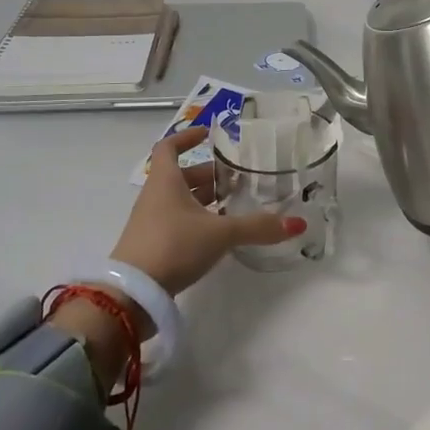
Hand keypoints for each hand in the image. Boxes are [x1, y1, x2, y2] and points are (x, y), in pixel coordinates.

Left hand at [111, 126, 303, 296]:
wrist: (132, 294)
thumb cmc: (173, 246)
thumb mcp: (220, 234)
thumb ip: (257, 227)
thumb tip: (297, 223)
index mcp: (165, 181)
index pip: (169, 147)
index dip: (187, 137)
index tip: (209, 135)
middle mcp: (155, 196)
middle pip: (181, 176)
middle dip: (209, 175)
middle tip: (238, 179)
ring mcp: (151, 222)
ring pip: (180, 201)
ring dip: (204, 200)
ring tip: (234, 206)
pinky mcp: (152, 245)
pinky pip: (177, 222)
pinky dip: (197, 221)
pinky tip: (218, 235)